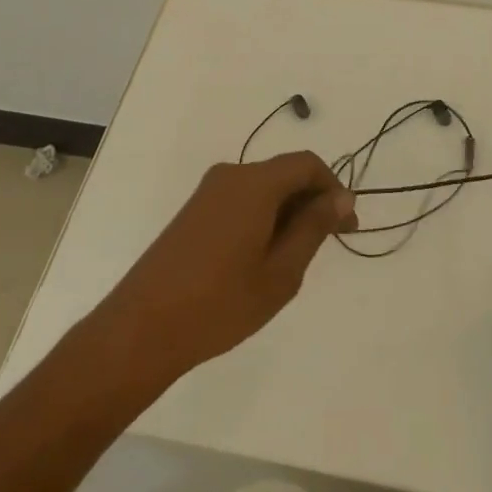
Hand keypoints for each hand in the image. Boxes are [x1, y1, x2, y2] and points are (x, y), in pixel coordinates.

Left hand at [88, 152, 356, 388]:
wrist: (143, 327)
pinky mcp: (194, 210)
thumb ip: (313, 228)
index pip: (307, 164)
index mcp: (254, 183)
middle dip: (312, 202)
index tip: (348, 227)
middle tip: (328, 246)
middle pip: (284, 172)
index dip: (334, 189)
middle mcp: (231, 175)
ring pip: (263, 188)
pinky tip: (263, 258)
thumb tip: (341, 197)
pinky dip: (264, 217)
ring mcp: (208, 191)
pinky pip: (242, 200)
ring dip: (288, 212)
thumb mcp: (281, 271)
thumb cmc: (220, 302)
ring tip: (295, 259)